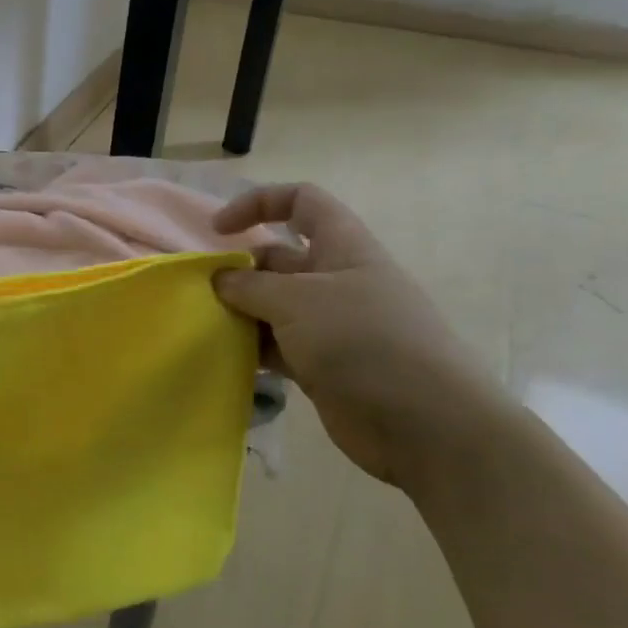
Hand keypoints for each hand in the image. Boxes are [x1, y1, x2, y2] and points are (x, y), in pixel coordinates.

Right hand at [211, 183, 504, 490]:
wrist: (425, 424)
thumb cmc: (364, 342)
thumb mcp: (297, 301)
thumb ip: (249, 285)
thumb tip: (220, 280)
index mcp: (344, 249)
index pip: (302, 202)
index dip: (258, 204)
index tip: (218, 230)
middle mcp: (337, 281)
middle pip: (277, 259)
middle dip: (238, 271)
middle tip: (201, 293)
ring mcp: (330, 325)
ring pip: (272, 306)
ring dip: (239, 312)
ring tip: (206, 326)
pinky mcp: (322, 364)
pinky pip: (276, 345)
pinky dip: (250, 348)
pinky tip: (224, 357)